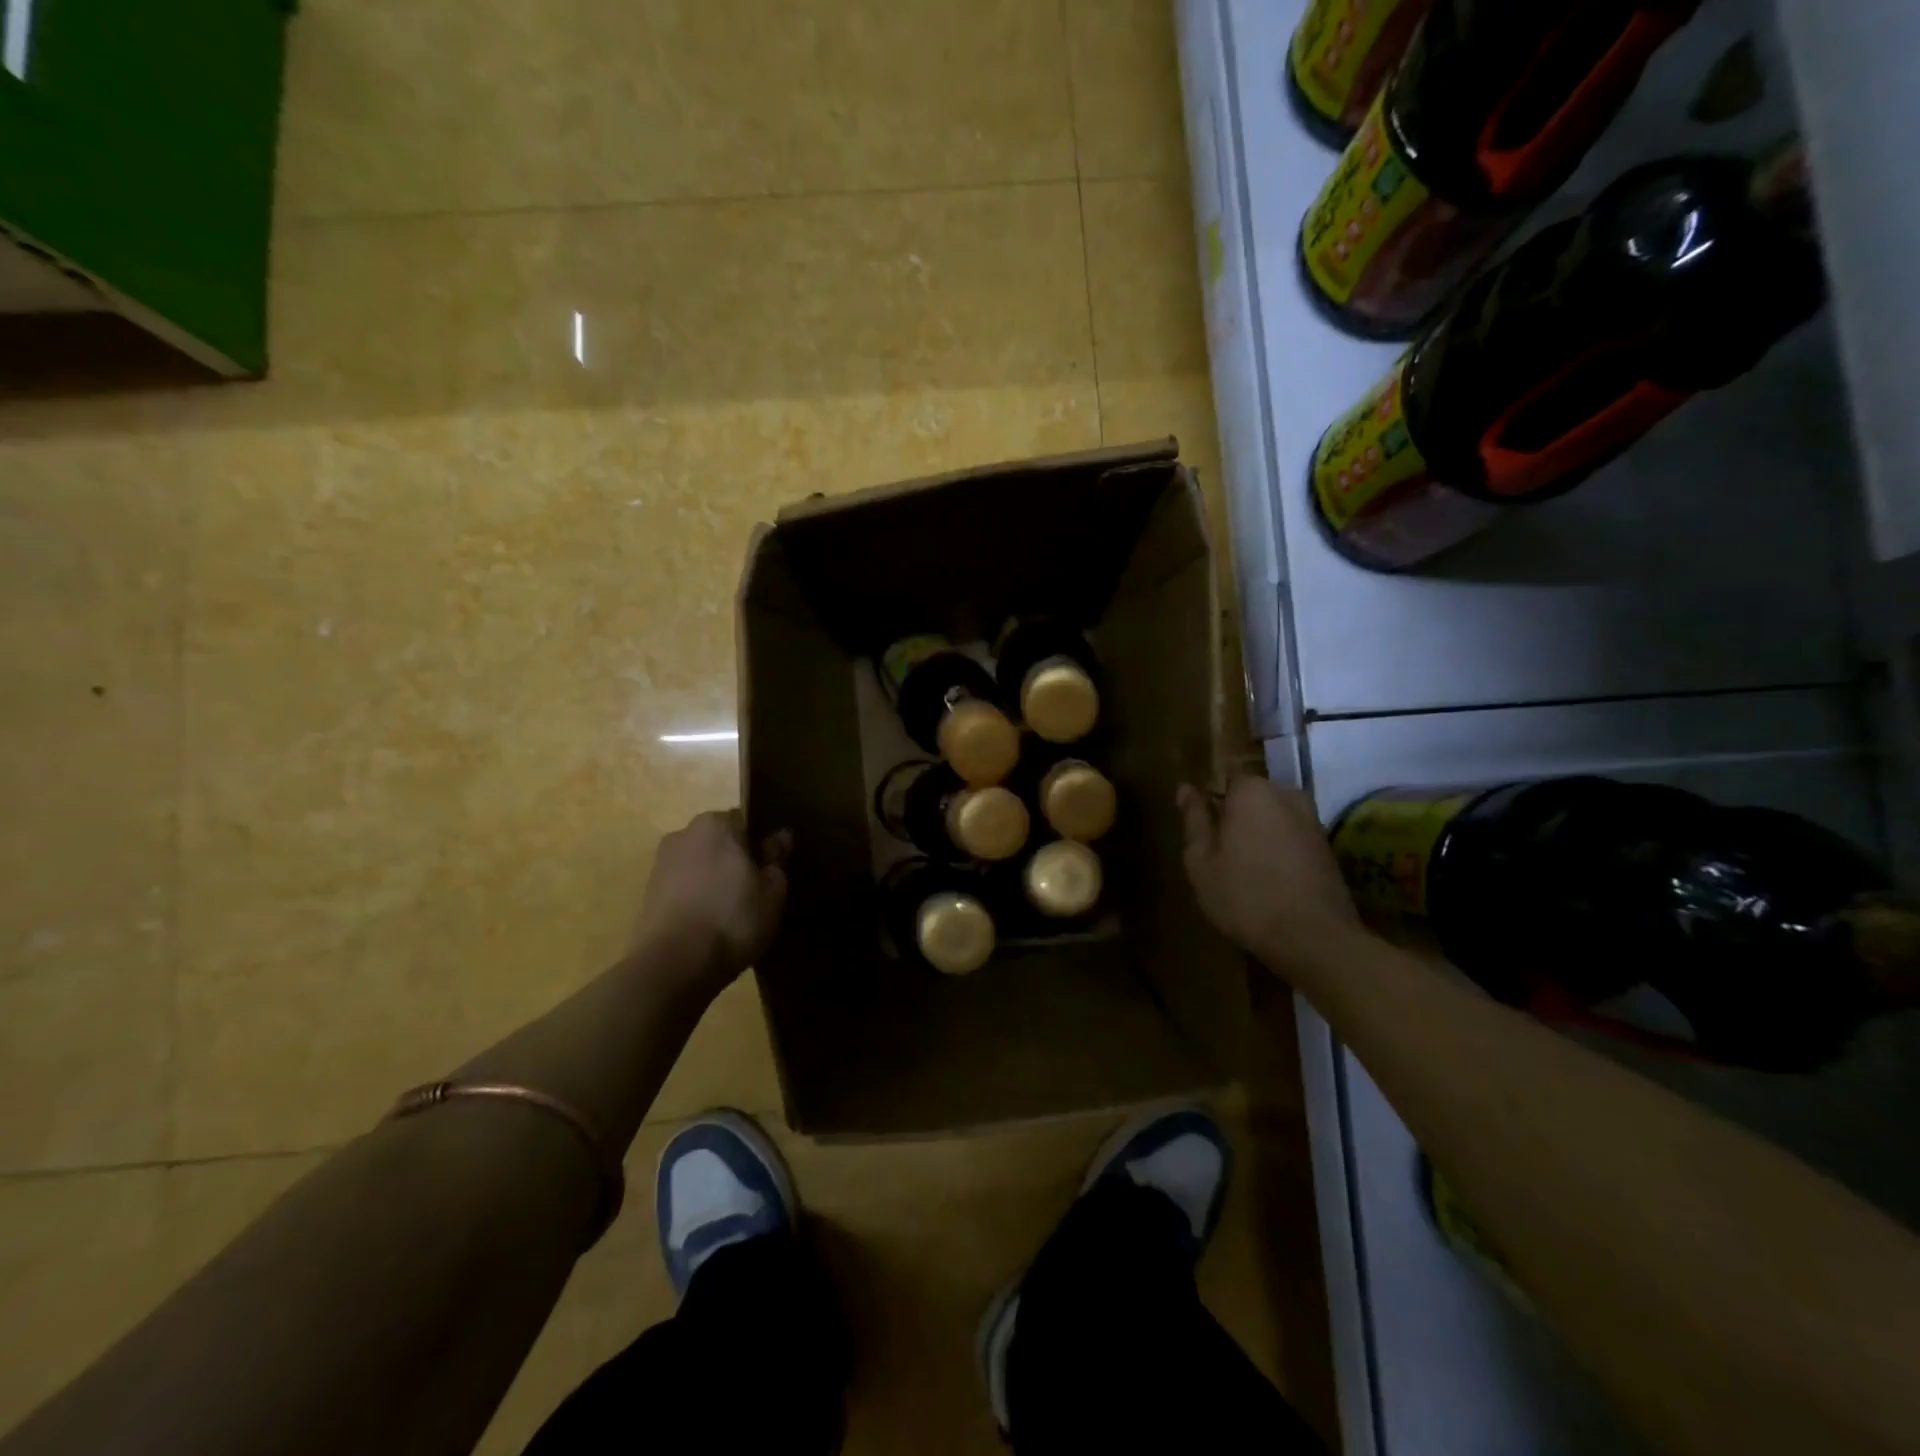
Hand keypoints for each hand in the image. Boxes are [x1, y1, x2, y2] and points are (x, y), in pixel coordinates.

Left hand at [634, 811, 790, 995]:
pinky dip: (694, 897)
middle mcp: (684, 833)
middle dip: (733, 859)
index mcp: (716, 824)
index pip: (746, 821)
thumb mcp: (771, 892)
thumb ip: (776, 858)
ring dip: (712, 878)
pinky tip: (707, 922)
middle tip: (752, 891)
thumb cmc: (732, 919)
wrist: (673, 966)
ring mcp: (661, 863)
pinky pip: (682, 886)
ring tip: (729, 911)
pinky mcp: (647, 893)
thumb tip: (780, 836)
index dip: (759, 845)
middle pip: (719, 841)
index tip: (768, 870)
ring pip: (698, 863)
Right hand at [1179, 776, 1363, 980]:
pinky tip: (1269, 880)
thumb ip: (1194, 820)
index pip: (1225, 777)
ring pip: (1273, 817)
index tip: (1202, 828)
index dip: (1211, 802)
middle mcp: (1286, 795)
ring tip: (1243, 869)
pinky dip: (1279, 851)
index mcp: (1252, 791)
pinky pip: (1291, 836)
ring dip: (1258, 835)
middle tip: (1218, 853)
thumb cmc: (1245, 896)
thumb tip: (1186, 788)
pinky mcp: (1327, 846)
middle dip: (1235, 817)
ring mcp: (1312, 820)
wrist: (1314, 939)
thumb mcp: (1201, 861)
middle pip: (1251, 798)